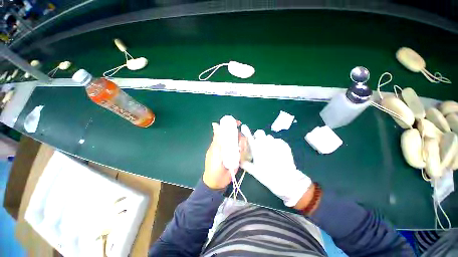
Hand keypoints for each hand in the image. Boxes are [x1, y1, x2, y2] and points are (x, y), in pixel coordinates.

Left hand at [203, 122, 245, 189]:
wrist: (218, 182)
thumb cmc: (213, 165)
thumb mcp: (215, 151)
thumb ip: (217, 138)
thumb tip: (215, 124)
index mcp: (220, 141)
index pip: (227, 130)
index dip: (232, 125)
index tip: (238, 124)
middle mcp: (228, 144)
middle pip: (236, 135)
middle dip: (239, 137)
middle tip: (239, 144)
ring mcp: (234, 150)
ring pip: (241, 142)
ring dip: (242, 145)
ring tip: (239, 152)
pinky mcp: (238, 157)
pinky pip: (243, 151)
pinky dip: (243, 152)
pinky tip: (240, 156)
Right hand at [241, 126, 311, 206]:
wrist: (286, 179)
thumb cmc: (267, 175)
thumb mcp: (254, 171)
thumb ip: (245, 164)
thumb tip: (239, 161)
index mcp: (256, 148)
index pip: (249, 136)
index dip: (246, 130)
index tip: (244, 127)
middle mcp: (265, 143)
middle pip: (260, 132)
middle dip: (258, 136)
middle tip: (259, 143)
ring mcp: (275, 143)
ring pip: (269, 136)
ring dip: (267, 140)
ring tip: (269, 149)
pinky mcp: (284, 145)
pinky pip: (278, 140)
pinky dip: (276, 144)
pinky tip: (277, 151)